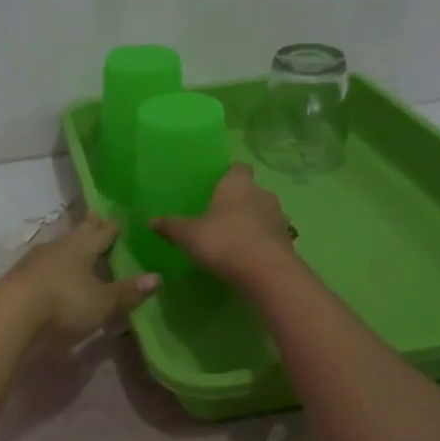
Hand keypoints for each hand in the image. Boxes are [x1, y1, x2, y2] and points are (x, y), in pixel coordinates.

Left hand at [0, 215, 159, 342]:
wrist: (10, 315)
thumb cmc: (64, 303)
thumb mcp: (102, 302)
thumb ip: (127, 291)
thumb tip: (157, 277)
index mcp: (82, 246)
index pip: (102, 232)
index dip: (112, 227)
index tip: (119, 218)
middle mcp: (58, 247)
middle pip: (76, 234)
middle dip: (88, 228)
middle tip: (96, 218)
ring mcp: (34, 261)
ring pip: (57, 248)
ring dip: (67, 247)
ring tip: (75, 246)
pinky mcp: (18, 279)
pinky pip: (41, 266)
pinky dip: (51, 267)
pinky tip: (51, 272)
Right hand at [153, 165, 295, 283]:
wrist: (267, 272)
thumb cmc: (223, 241)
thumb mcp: (189, 235)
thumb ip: (171, 227)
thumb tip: (150, 222)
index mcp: (237, 183)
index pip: (237, 168)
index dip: (228, 175)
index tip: (217, 186)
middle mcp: (262, 193)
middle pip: (250, 191)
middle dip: (238, 201)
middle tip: (219, 216)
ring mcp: (279, 217)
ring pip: (263, 213)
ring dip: (252, 222)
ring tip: (233, 239)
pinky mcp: (288, 240)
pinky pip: (270, 235)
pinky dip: (261, 242)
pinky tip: (247, 257)